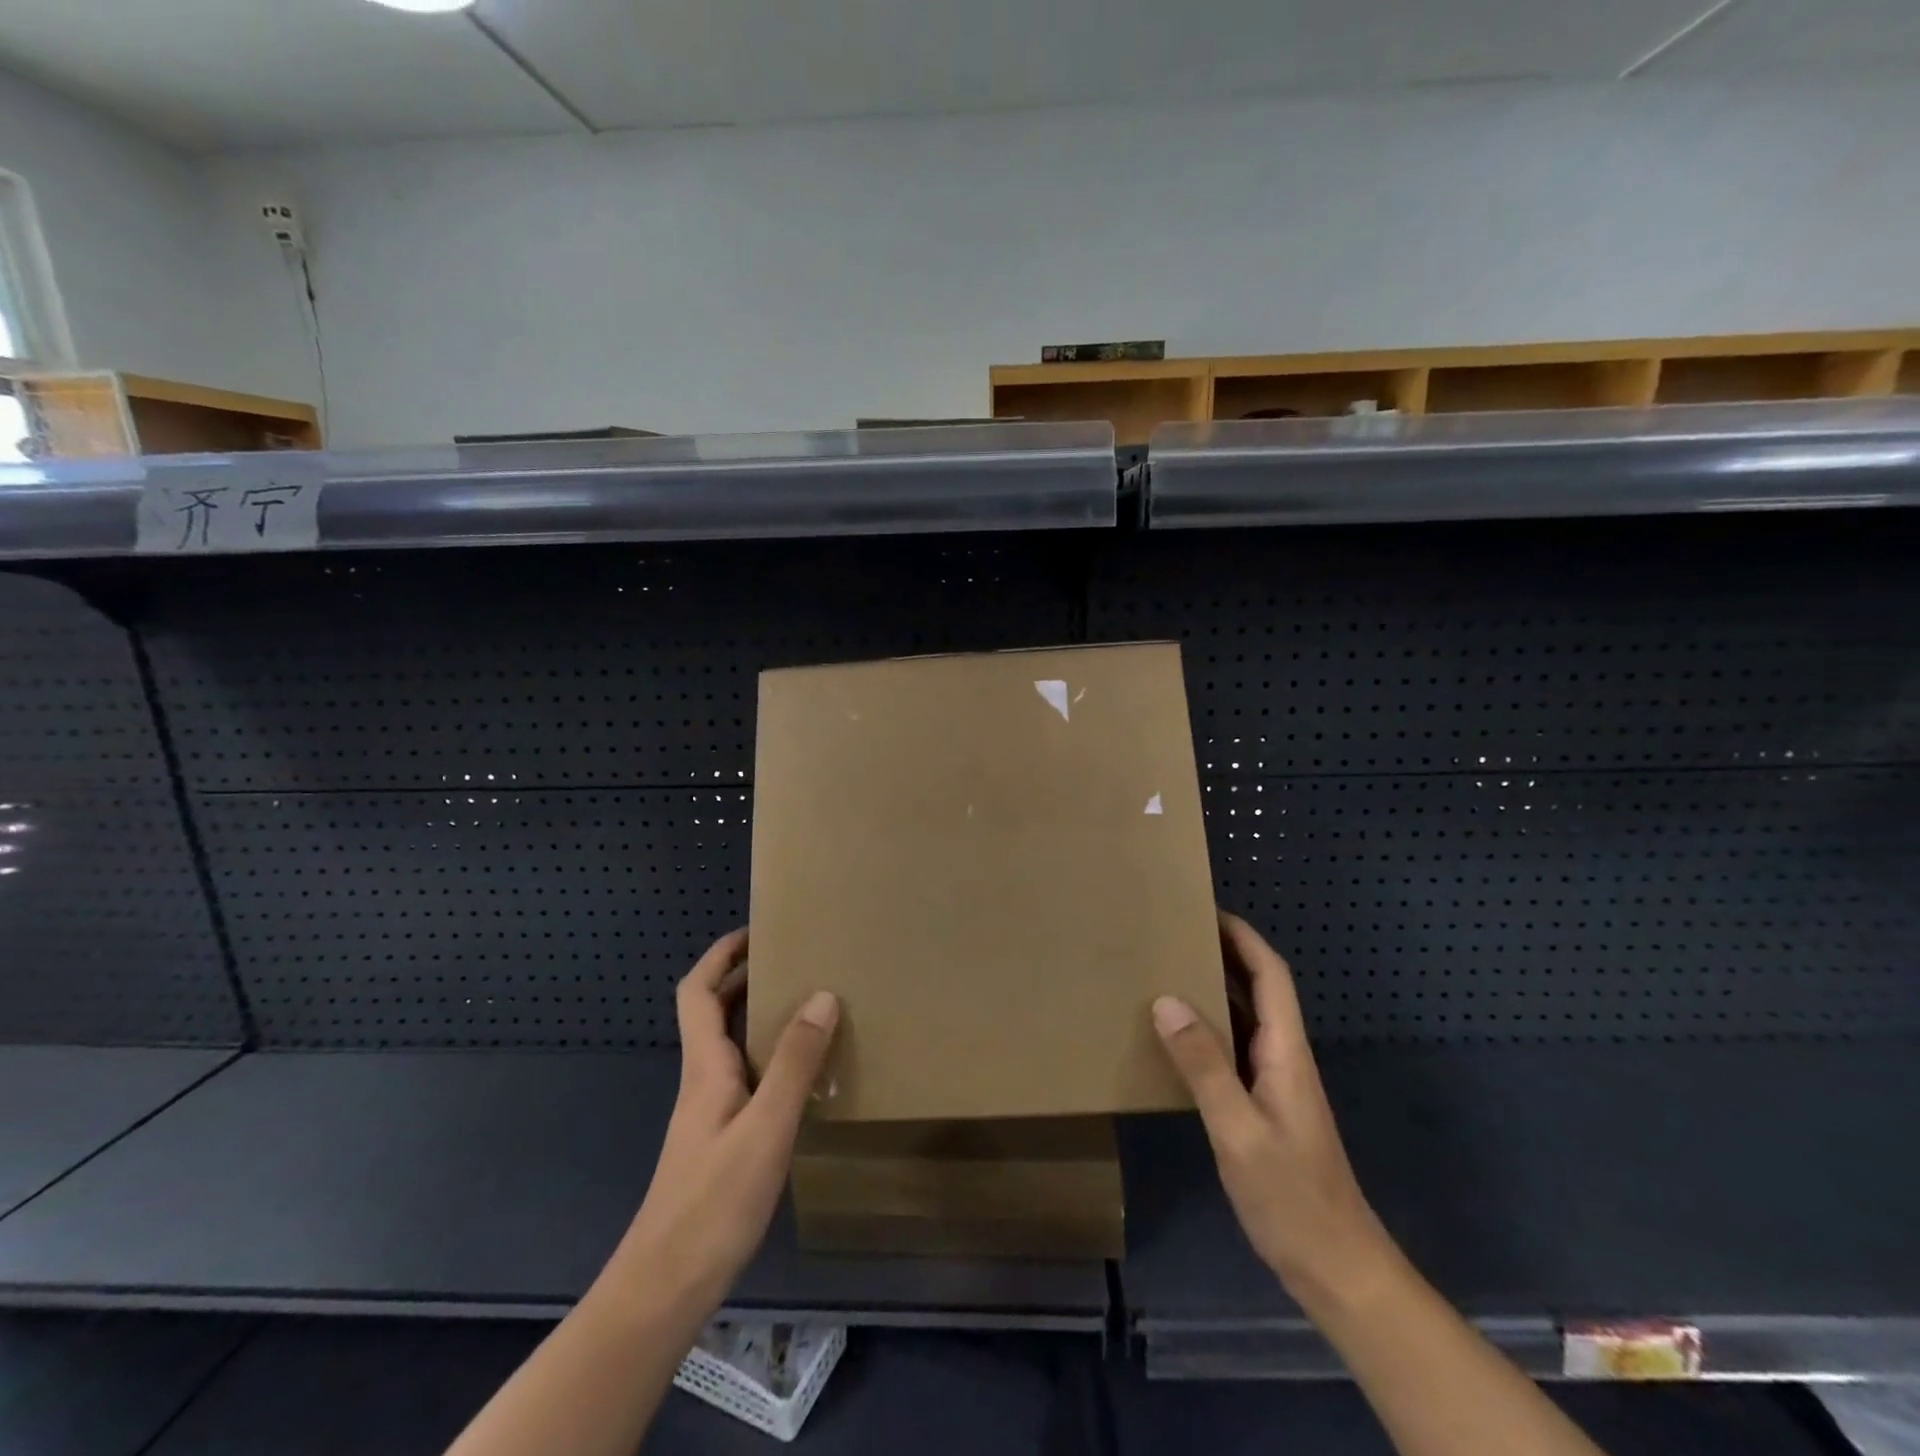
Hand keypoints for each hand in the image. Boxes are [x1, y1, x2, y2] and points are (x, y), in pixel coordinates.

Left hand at [597, 929, 839, 1323]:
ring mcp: (709, 1113)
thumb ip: (795, 1062)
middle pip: (712, 1013)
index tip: (757, 932)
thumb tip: (822, 995)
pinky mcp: (720, 1142)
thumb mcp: (766, 1127)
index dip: (721, 956)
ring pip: (730, 1045)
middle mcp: (703, 1080)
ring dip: (759, 1016)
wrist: (664, 1289)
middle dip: (745, 977)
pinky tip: (801, 1075)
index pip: (697, 992)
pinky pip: (745, 1077)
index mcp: (705, 1067)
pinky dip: (769, 1057)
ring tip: (806, 1005)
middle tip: (794, 961)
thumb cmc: (713, 1203)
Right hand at [1152, 912, 1396, 1315]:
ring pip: (1244, 1019)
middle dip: (1223, 953)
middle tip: (1174, 935)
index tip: (1206, 909)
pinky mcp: (1264, 1108)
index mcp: (1285, 1052)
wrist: (1339, 1271)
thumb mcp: (1238, 1130)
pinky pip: (1233, 1051)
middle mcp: (1283, 1058)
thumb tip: (1166, 1000)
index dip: (1243, 937)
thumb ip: (1204, 1065)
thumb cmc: (1293, 1198)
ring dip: (1213, 990)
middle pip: (1258, 989)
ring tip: (1166, 971)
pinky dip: (1207, 1030)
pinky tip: (1176, 1038)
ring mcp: (1275, 1084)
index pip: (1270, 976)